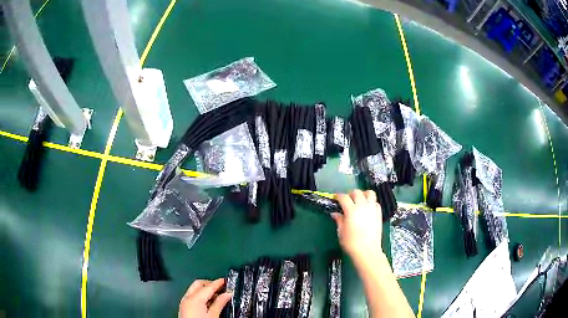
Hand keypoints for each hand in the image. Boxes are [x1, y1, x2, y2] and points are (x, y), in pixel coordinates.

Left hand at [179, 278, 232, 317]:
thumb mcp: (213, 316)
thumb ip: (220, 303)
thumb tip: (227, 294)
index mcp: (195, 298)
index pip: (208, 286)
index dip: (218, 283)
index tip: (226, 281)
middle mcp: (187, 297)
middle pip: (198, 284)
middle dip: (210, 284)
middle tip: (221, 288)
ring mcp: (184, 302)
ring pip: (194, 289)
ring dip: (205, 290)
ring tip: (217, 296)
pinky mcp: (184, 307)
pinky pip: (192, 296)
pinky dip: (200, 296)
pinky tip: (208, 302)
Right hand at [331, 190, 382, 259]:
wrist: (367, 251)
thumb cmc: (351, 243)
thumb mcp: (341, 232)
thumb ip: (339, 220)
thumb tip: (335, 214)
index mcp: (351, 210)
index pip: (343, 197)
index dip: (338, 196)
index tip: (335, 198)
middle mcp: (363, 206)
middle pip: (357, 192)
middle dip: (350, 194)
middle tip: (347, 200)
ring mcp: (372, 209)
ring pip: (370, 193)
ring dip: (363, 194)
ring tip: (359, 200)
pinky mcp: (379, 214)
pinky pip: (376, 202)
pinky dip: (371, 202)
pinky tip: (367, 209)